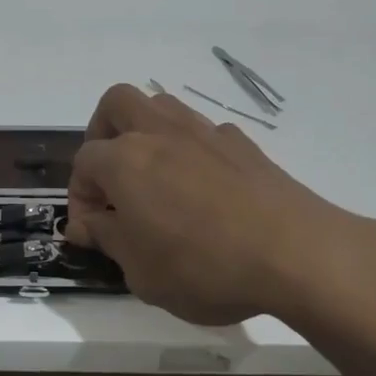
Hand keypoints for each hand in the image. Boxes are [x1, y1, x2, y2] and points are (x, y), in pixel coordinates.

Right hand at [66, 84, 375, 334]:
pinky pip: (202, 133)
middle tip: (110, 178)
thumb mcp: (141, 271)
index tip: (90, 231)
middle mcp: (160, 133)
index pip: (83, 163)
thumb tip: (87, 223)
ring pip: (161, 107)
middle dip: (102, 133)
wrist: (297, 253)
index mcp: (125, 161)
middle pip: (116, 104)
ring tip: (152, 180)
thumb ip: (107, 239)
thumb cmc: (204, 267)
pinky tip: (201, 190)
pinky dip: (188, 151)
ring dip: (145, 133)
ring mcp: (205, 133)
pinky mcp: (243, 145)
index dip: (79, 196)